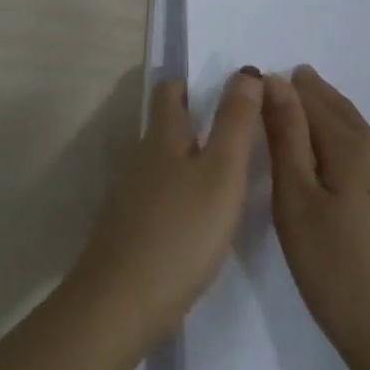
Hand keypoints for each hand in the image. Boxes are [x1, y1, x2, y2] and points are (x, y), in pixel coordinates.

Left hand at [69, 71, 262, 357]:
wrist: (123, 299)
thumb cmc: (180, 230)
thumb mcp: (220, 173)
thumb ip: (235, 123)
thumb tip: (245, 71)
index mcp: (162, 138)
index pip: (170, 93)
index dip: (191, 83)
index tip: (223, 87)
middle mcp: (141, 158)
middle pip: (165, 127)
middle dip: (194, 119)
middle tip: (237, 128)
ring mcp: (131, 194)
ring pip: (163, 162)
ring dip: (190, 157)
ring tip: (228, 171)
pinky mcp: (131, 227)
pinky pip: (160, 194)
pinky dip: (182, 190)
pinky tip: (201, 215)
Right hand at [262, 66, 369, 369]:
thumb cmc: (337, 273)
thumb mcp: (296, 202)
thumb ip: (286, 138)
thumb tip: (277, 82)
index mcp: (354, 152)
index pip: (315, 102)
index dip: (288, 89)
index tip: (262, 80)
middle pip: (345, 115)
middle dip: (316, 95)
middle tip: (291, 78)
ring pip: (363, 140)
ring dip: (335, 120)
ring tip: (311, 112)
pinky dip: (351, 148)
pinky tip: (344, 166)